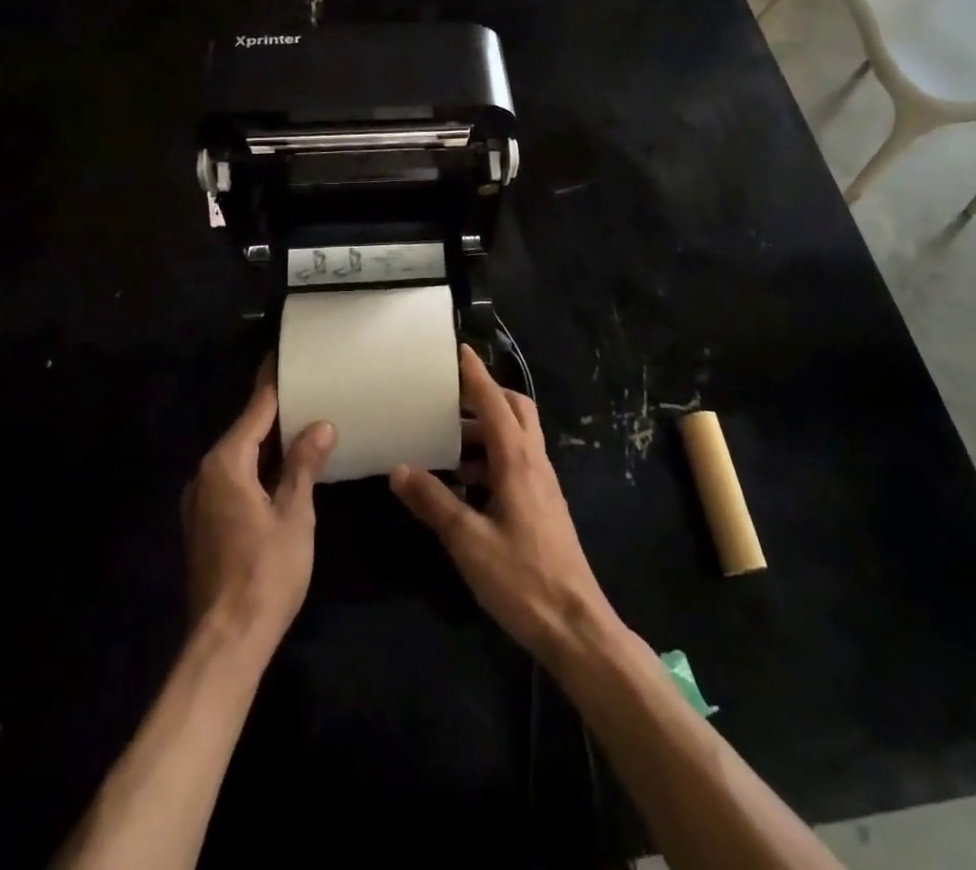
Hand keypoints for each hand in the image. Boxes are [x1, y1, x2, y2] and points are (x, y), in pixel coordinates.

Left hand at [183, 359, 335, 657]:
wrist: (226, 641)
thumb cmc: (266, 572)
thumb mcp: (294, 514)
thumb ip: (304, 465)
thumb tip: (321, 424)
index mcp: (226, 464)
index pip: (255, 410)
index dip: (273, 383)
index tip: (284, 355)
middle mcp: (206, 474)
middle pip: (244, 431)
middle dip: (274, 412)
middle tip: (308, 388)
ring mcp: (200, 501)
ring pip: (238, 457)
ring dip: (267, 442)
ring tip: (302, 424)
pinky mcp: (204, 523)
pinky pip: (233, 478)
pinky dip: (257, 466)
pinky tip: (283, 469)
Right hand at [391, 345, 618, 666]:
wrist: (575, 625)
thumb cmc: (522, 578)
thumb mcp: (468, 541)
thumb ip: (434, 502)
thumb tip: (399, 469)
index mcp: (518, 461)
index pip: (496, 403)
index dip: (476, 376)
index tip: (460, 349)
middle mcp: (534, 462)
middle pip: (516, 411)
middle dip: (486, 396)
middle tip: (450, 397)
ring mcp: (543, 484)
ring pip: (518, 437)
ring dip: (487, 430)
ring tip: (447, 441)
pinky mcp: (543, 505)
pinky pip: (517, 462)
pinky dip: (492, 457)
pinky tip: (465, 483)